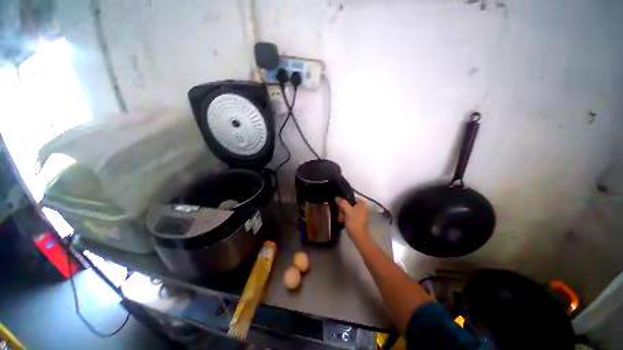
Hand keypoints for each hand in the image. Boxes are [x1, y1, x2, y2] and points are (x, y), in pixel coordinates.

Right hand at [335, 197, 368, 239]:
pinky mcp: (358, 219)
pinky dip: (345, 217)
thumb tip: (336, 197)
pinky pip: (349, 215)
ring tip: (340, 219)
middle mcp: (362, 207)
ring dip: (343, 214)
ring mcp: (360, 213)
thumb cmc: (354, 222)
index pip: (349, 198)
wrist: (359, 236)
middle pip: (348, 204)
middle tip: (340, 215)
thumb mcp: (347, 211)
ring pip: (348, 210)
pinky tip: (342, 221)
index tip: (339, 207)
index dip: (343, 202)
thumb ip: (342, 202)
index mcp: (361, 203)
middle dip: (342, 209)